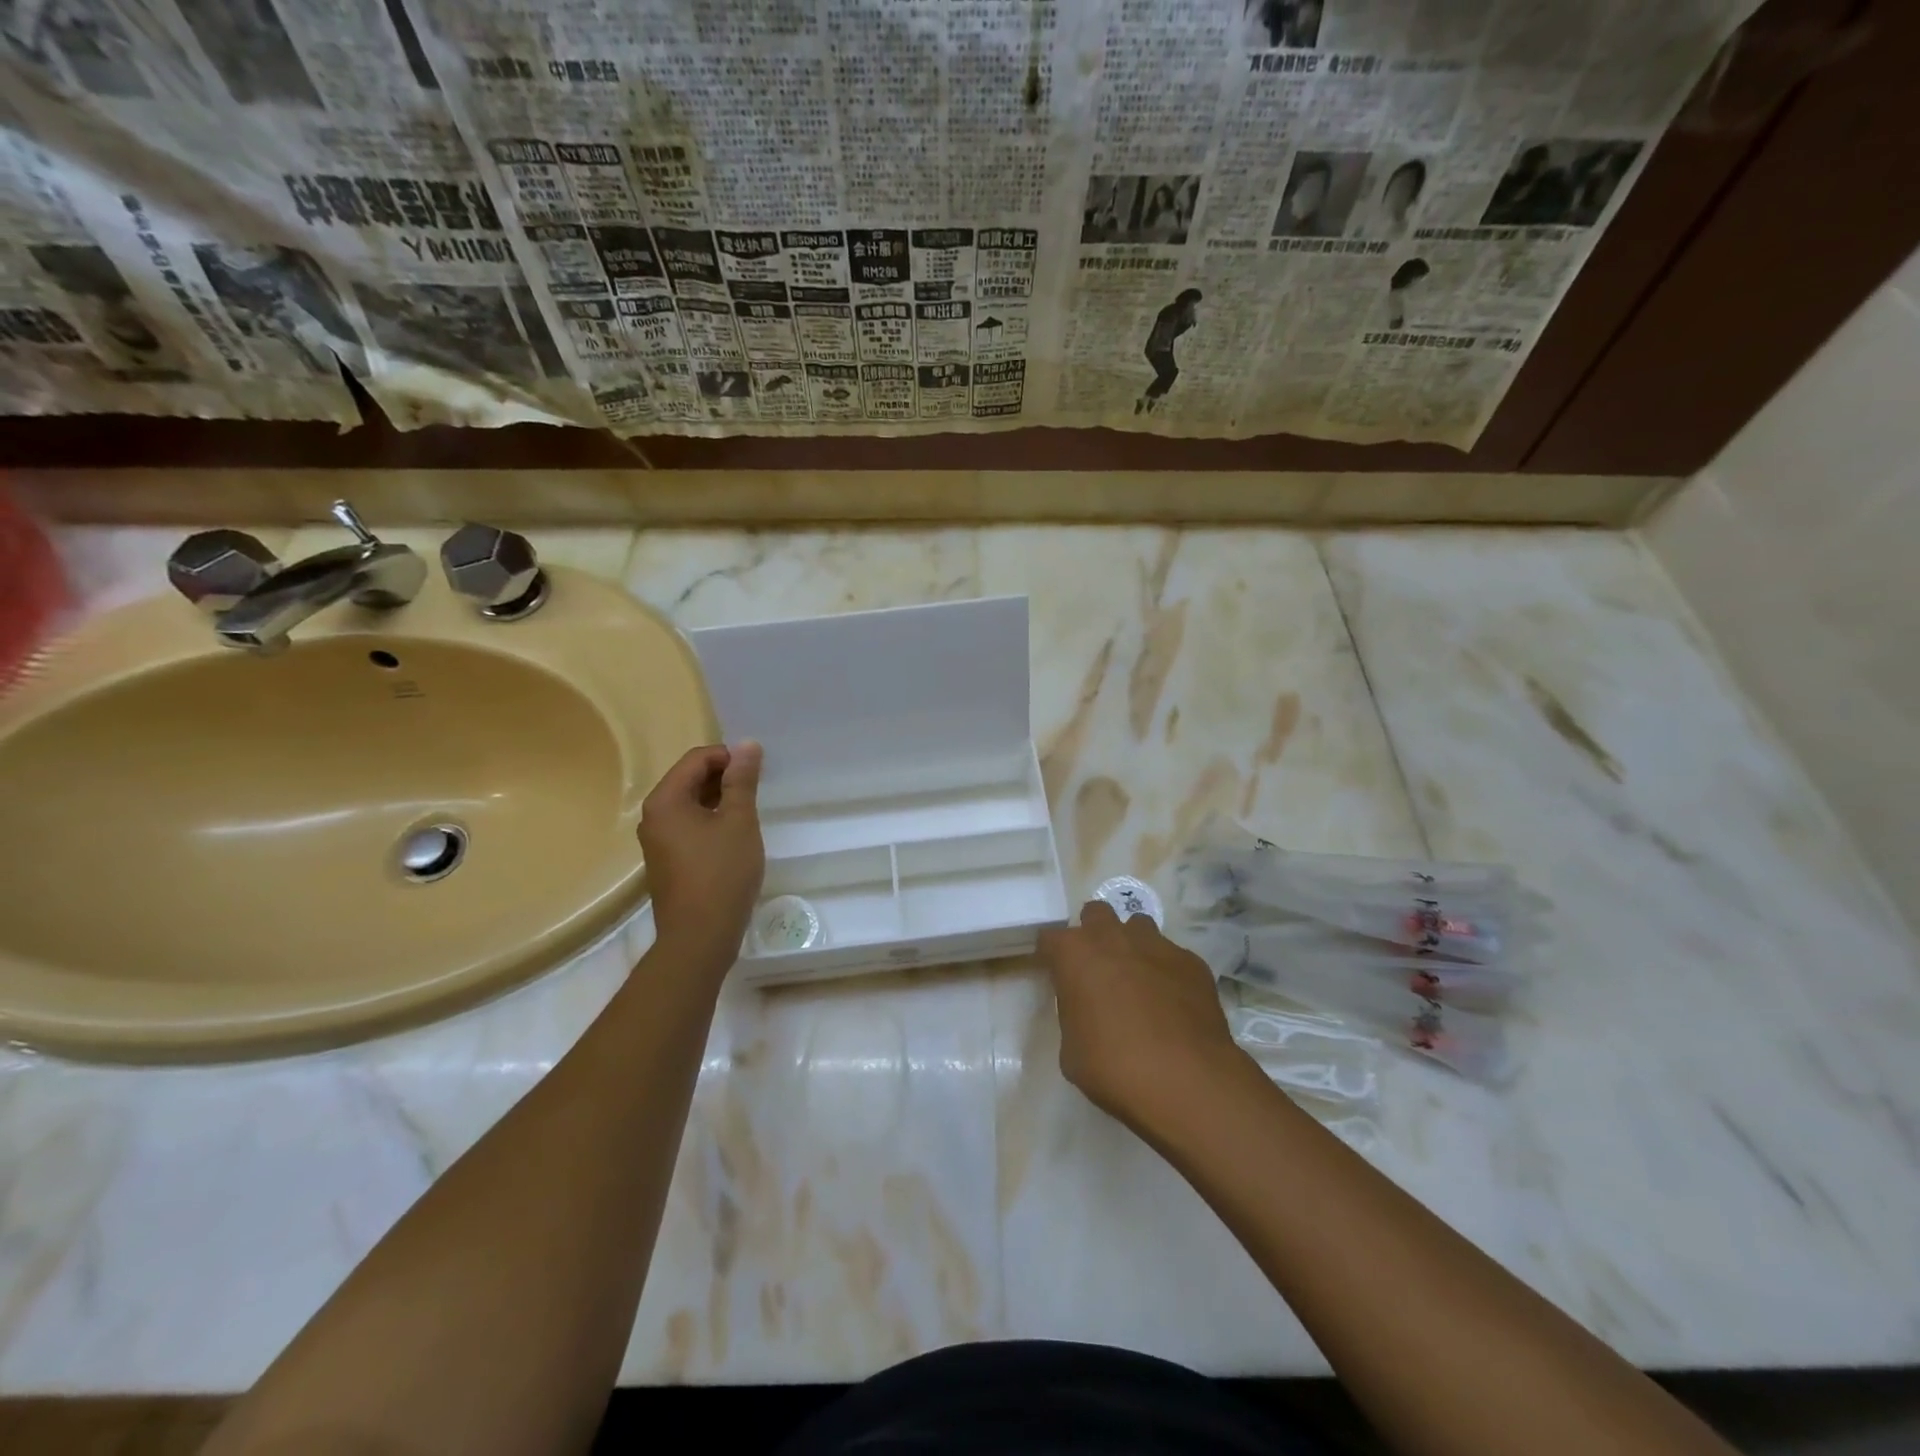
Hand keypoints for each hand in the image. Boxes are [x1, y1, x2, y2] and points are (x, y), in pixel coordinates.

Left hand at [638, 741, 764, 973]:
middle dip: (724, 777)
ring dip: (720, 800)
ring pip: (691, 804)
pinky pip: (689, 827)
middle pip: (690, 779)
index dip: (729, 757)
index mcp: (666, 800)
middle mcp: (654, 816)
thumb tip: (747, 745)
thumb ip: (742, 781)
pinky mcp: (667, 861)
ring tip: (749, 812)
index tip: (758, 770)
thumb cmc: (722, 873)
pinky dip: (711, 821)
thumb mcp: (739, 821)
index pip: (697, 759)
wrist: (700, 937)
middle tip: (757, 790)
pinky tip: (734, 837)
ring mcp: (657, 841)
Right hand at [1038, 901, 1244, 1132]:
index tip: (1056, 976)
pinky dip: (1167, 972)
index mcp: (1075, 954)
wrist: (1185, 1081)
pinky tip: (1173, 1004)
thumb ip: (1075, 1016)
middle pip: (1097, 914)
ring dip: (1132, 945)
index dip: (1052, 957)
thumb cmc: (1113, 1067)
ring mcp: (1157, 946)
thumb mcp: (1071, 1050)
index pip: (1050, 939)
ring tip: (1137, 980)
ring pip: (1138, 926)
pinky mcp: (1192, 962)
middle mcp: (1114, 938)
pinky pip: (1173, 957)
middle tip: (1098, 968)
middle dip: (1094, 934)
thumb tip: (1087, 1013)